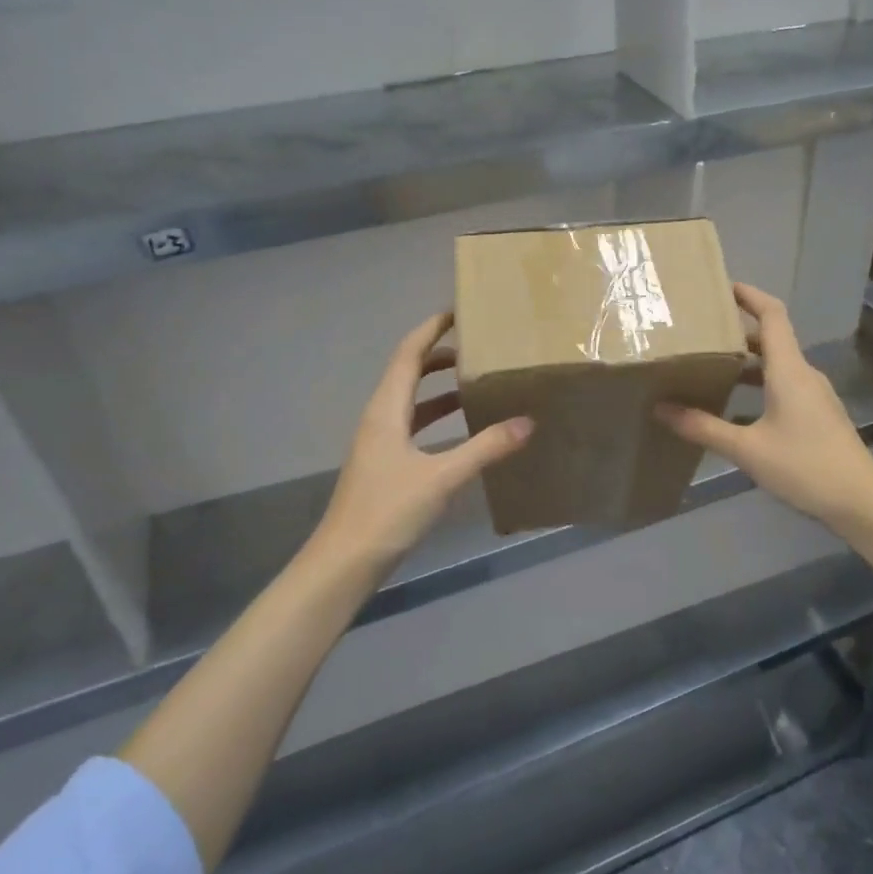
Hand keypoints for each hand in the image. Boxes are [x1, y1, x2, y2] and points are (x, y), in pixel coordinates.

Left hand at [312, 312, 532, 572]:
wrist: (345, 561)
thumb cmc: (388, 511)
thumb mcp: (442, 477)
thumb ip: (485, 448)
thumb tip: (527, 422)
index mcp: (386, 410)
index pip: (408, 354)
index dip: (431, 330)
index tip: (459, 312)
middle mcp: (380, 418)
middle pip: (408, 373)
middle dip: (439, 355)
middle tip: (477, 346)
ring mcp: (380, 443)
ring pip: (411, 401)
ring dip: (439, 387)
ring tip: (475, 380)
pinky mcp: (385, 465)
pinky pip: (413, 426)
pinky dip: (437, 417)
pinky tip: (462, 429)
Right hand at [656, 284, 872, 528]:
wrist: (860, 500)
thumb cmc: (804, 466)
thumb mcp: (747, 449)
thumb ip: (703, 427)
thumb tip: (661, 409)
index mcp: (789, 370)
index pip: (772, 315)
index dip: (750, 295)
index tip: (723, 285)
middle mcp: (804, 374)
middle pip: (772, 339)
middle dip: (739, 331)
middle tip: (703, 332)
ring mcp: (814, 396)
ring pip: (778, 365)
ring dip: (747, 362)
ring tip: (712, 367)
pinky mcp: (818, 415)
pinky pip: (784, 386)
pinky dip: (759, 385)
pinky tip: (737, 408)